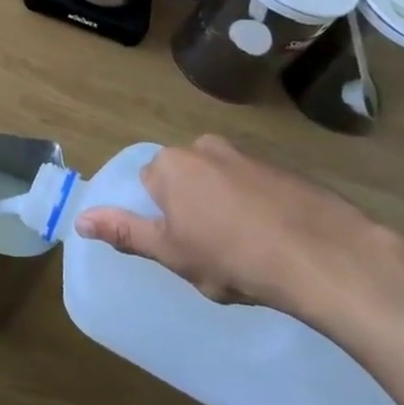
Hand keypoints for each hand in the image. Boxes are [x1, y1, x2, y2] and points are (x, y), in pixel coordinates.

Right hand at [75, 135, 376, 315]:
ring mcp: (248, 154)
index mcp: (171, 164)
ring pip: (221, 182)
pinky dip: (258, 206)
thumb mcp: (171, 253)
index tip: (184, 246)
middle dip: (192, 208)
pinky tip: (276, 239)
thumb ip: (125, 232)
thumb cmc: (233, 257)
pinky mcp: (285, 168)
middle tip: (212, 251)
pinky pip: (256, 186)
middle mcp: (204, 147)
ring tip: (248, 249)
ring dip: (226, 206)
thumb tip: (80, 219)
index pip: (148, 185)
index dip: (163, 219)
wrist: (324, 256)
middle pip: (184, 179)